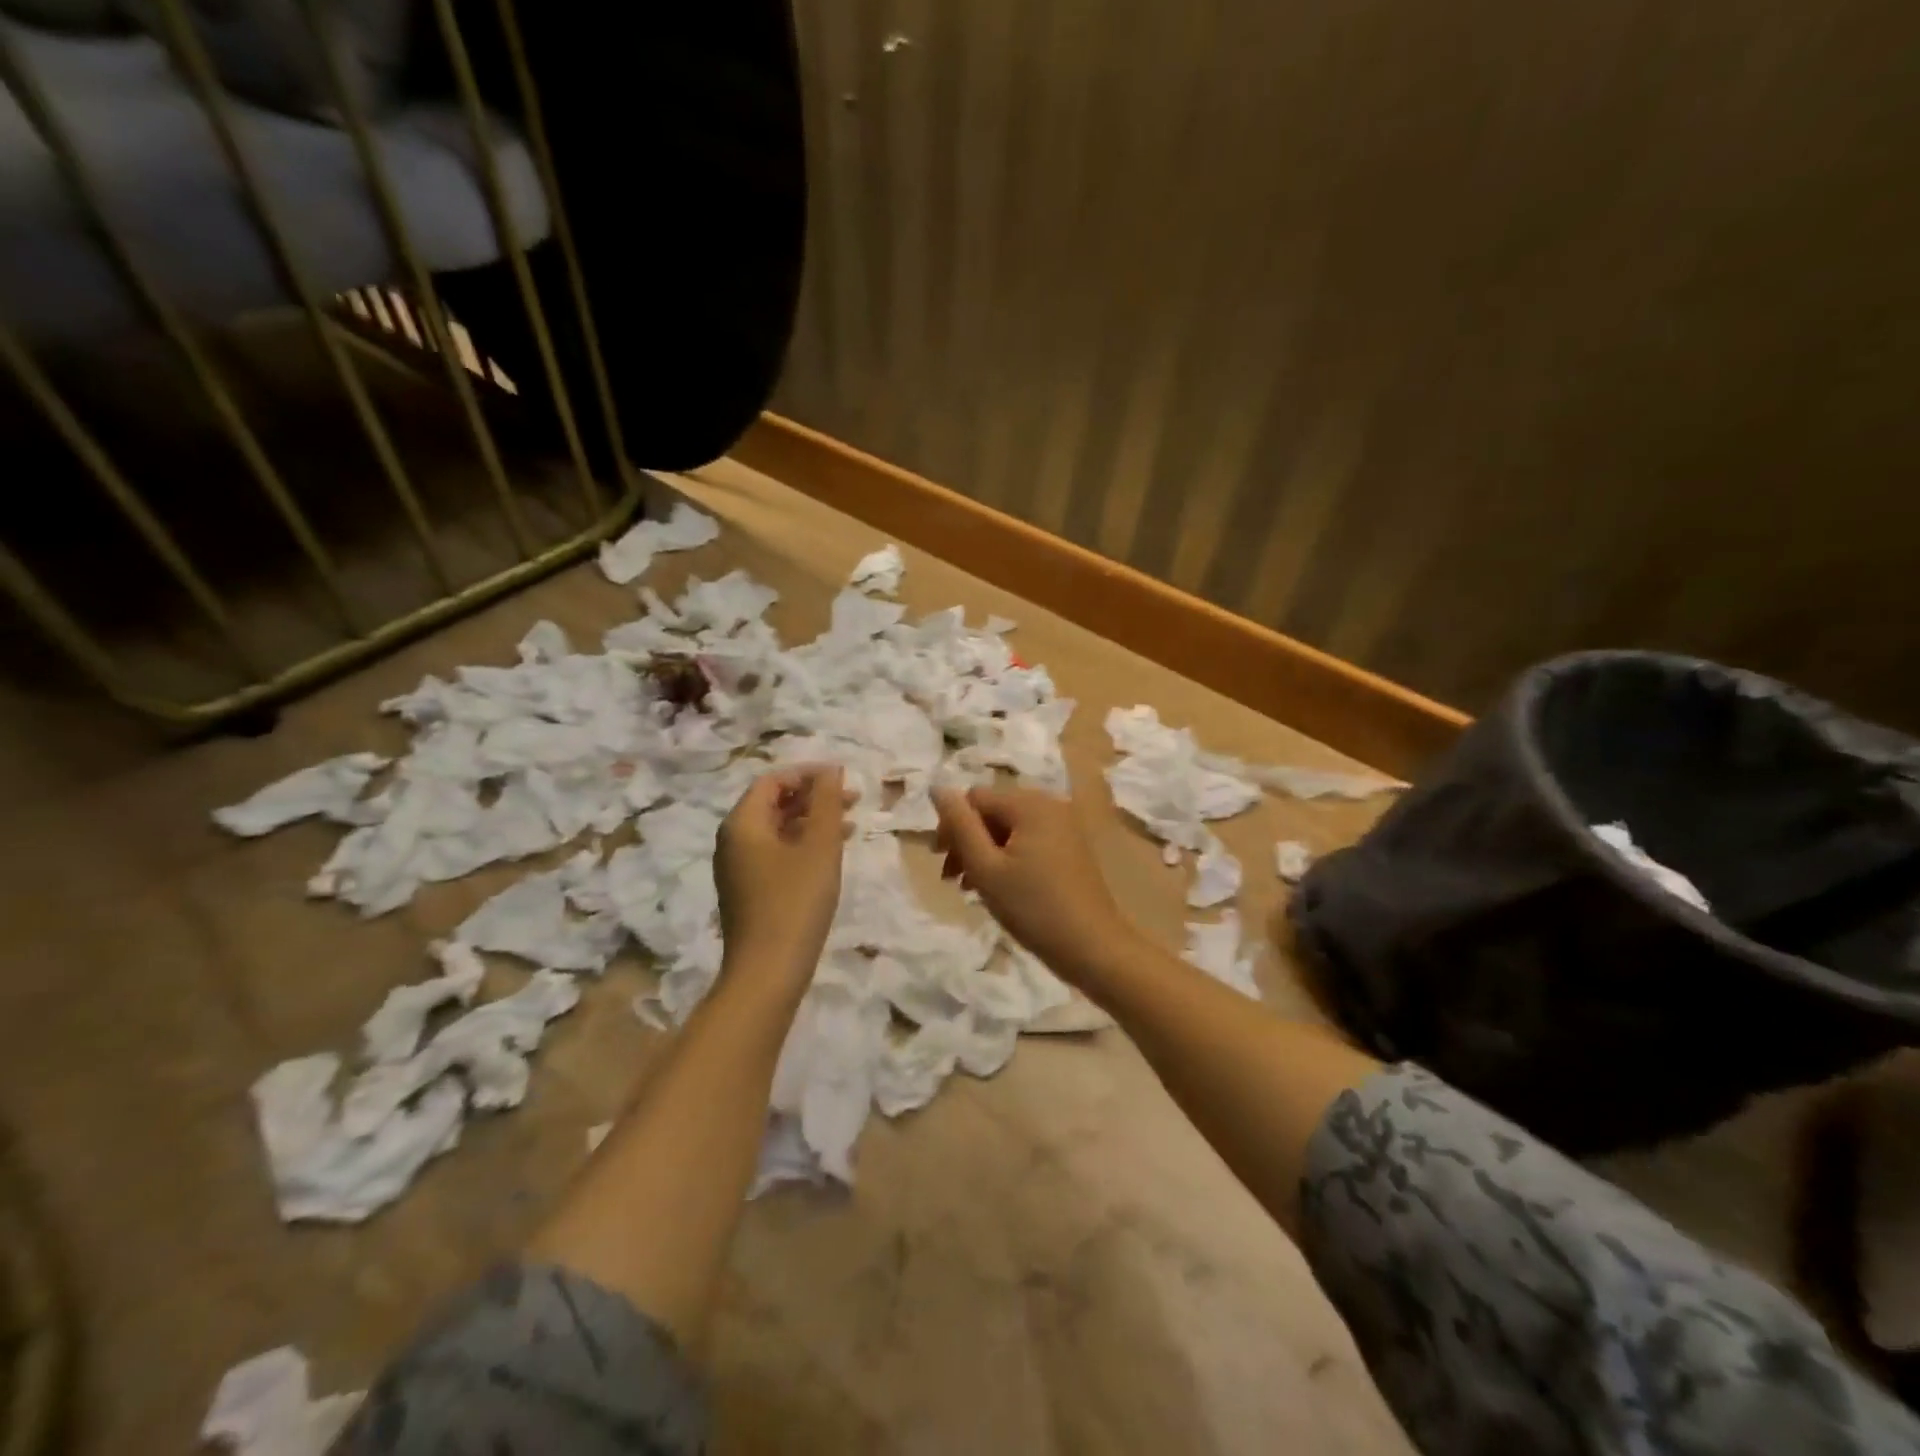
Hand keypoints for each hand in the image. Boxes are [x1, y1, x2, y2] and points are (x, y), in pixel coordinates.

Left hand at [716, 764, 847, 982]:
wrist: (768, 972)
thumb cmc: (796, 902)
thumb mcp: (819, 847)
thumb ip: (827, 803)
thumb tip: (831, 771)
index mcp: (742, 823)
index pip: (773, 780)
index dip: (809, 773)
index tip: (843, 777)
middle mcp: (732, 840)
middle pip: (773, 803)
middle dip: (814, 797)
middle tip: (853, 799)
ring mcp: (738, 868)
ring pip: (777, 829)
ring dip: (812, 821)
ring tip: (850, 824)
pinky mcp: (748, 891)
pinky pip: (775, 853)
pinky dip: (803, 844)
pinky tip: (831, 855)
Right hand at [933, 784, 1135, 984]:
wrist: (1093, 946)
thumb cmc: (1033, 907)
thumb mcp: (986, 868)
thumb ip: (960, 825)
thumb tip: (937, 788)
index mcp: (1029, 804)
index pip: (974, 798)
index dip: (951, 826)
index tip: (941, 863)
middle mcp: (1049, 804)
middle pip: (992, 811)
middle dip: (968, 841)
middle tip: (952, 878)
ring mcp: (1064, 825)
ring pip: (1009, 828)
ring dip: (985, 852)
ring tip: (971, 888)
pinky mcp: (1071, 846)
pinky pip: (1028, 840)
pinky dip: (1008, 857)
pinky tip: (999, 887)